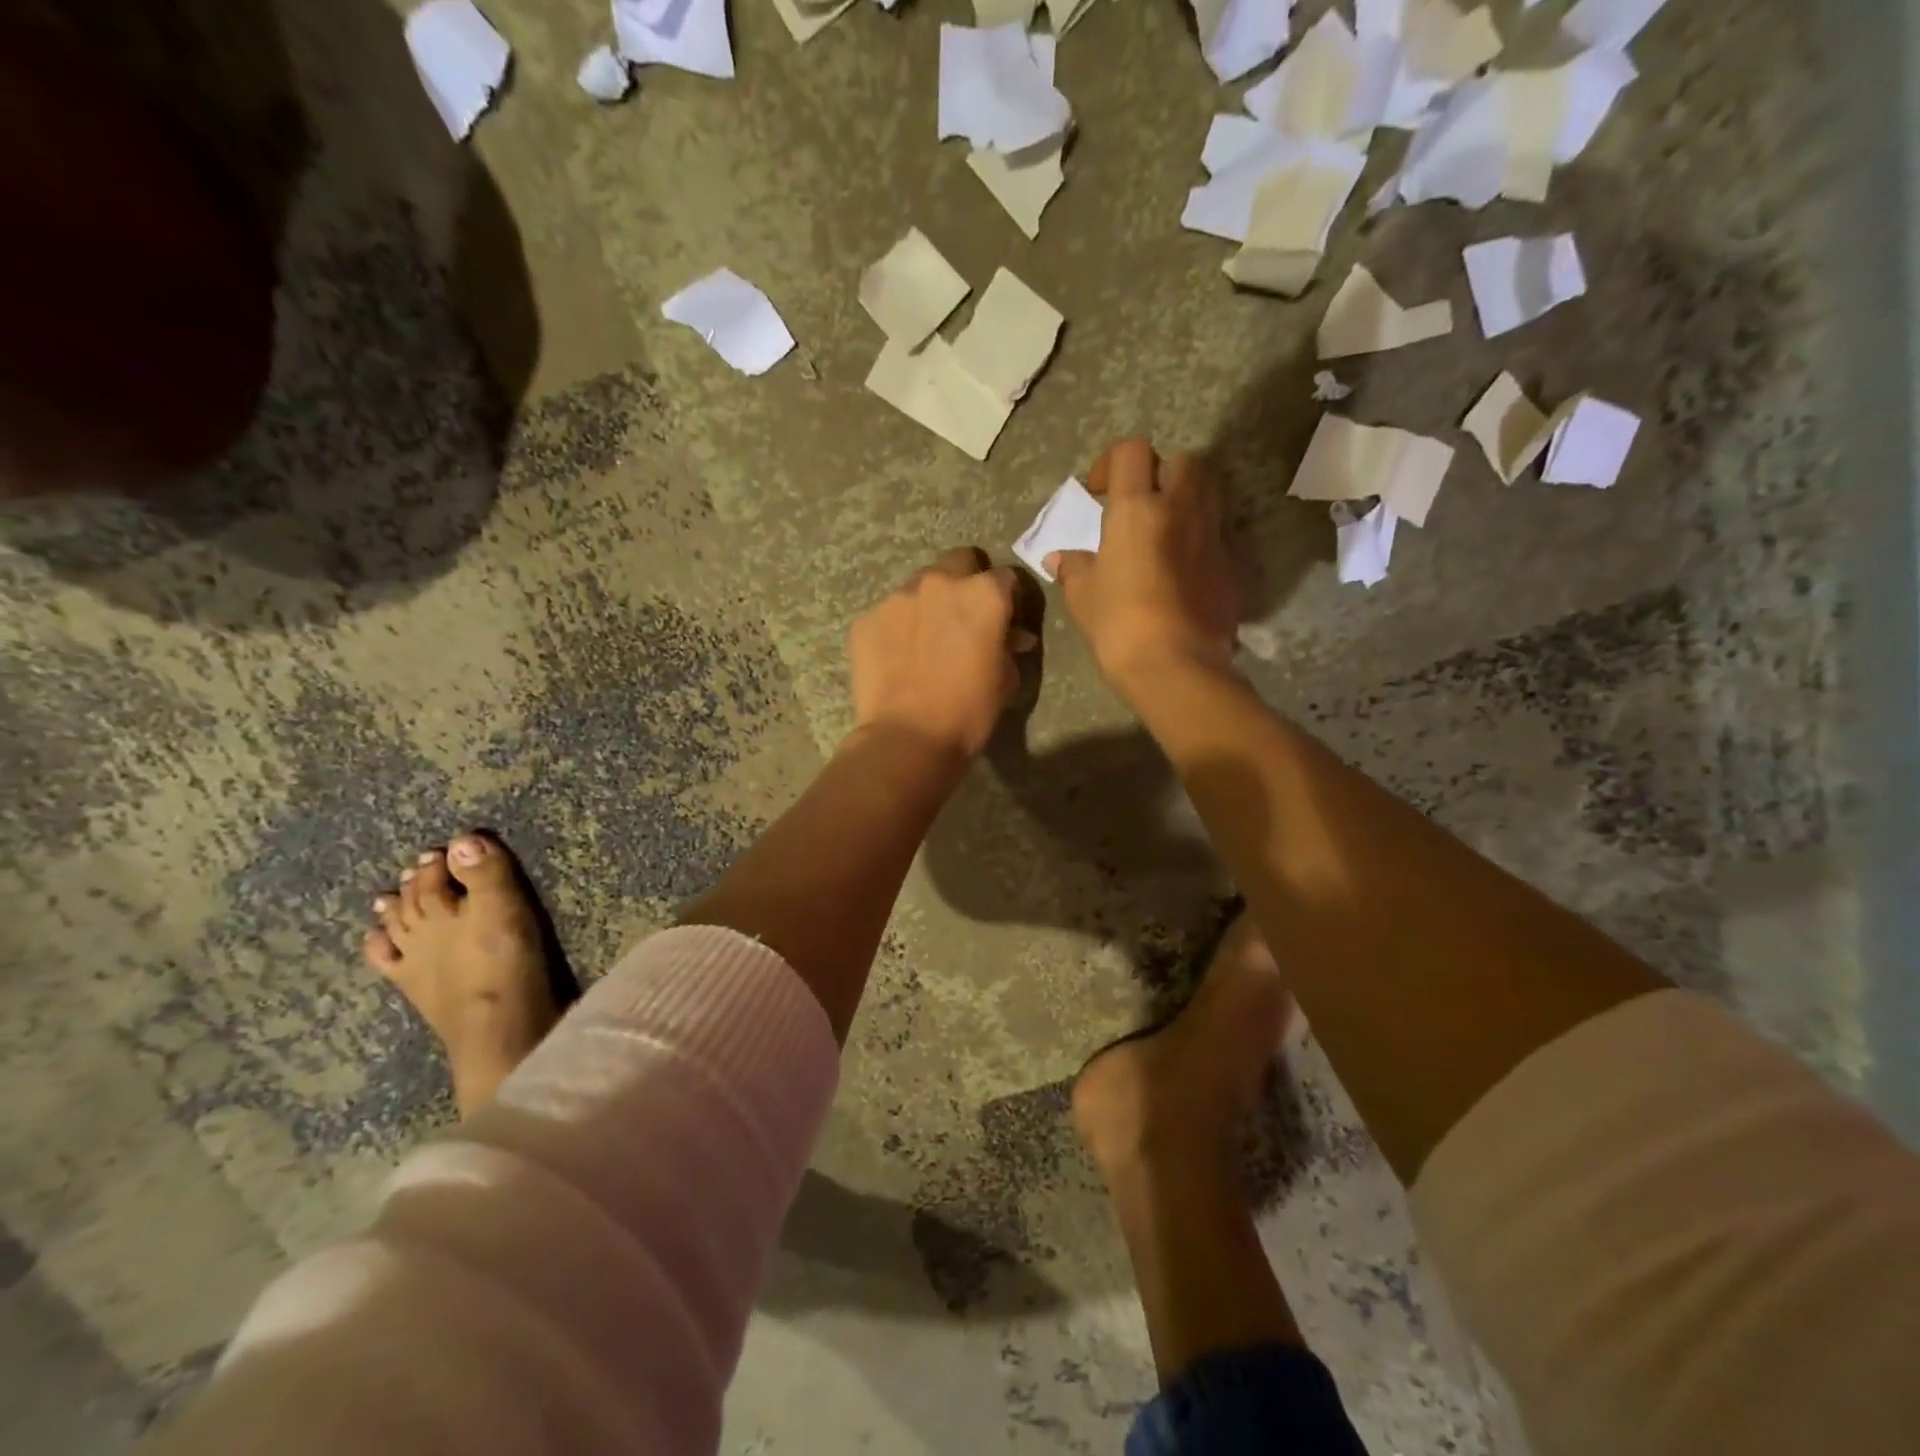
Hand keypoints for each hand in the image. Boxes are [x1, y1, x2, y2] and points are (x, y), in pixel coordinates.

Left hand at [849, 547, 1030, 760]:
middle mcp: (939, 582)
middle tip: (964, 617)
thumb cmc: (969, 711)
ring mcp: (897, 598)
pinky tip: (899, 658)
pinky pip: (888, 614)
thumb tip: (1012, 636)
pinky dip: (898, 628)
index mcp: (983, 593)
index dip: (1007, 598)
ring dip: (928, 603)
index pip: (1004, 577)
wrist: (908, 738)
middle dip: (966, 581)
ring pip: (919, 586)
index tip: (1004, 618)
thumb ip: (1008, 646)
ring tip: (926, 640)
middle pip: (958, 562)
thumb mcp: (1005, 679)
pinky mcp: (866, 620)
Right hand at [1046, 439, 1238, 697]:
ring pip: (1207, 493)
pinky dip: (1199, 540)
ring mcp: (1212, 536)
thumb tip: (1060, 558)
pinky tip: (1181, 571)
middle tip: (1139, 507)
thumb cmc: (1118, 625)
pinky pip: (1216, 535)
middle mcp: (1181, 509)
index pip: (1130, 452)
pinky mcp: (1231, 565)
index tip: (1098, 494)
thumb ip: (1073, 568)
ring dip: (1185, 501)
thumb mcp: (1082, 596)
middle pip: (1180, 462)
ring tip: (1163, 533)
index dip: (1111, 464)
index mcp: (1137, 509)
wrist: (1175, 665)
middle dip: (1159, 475)